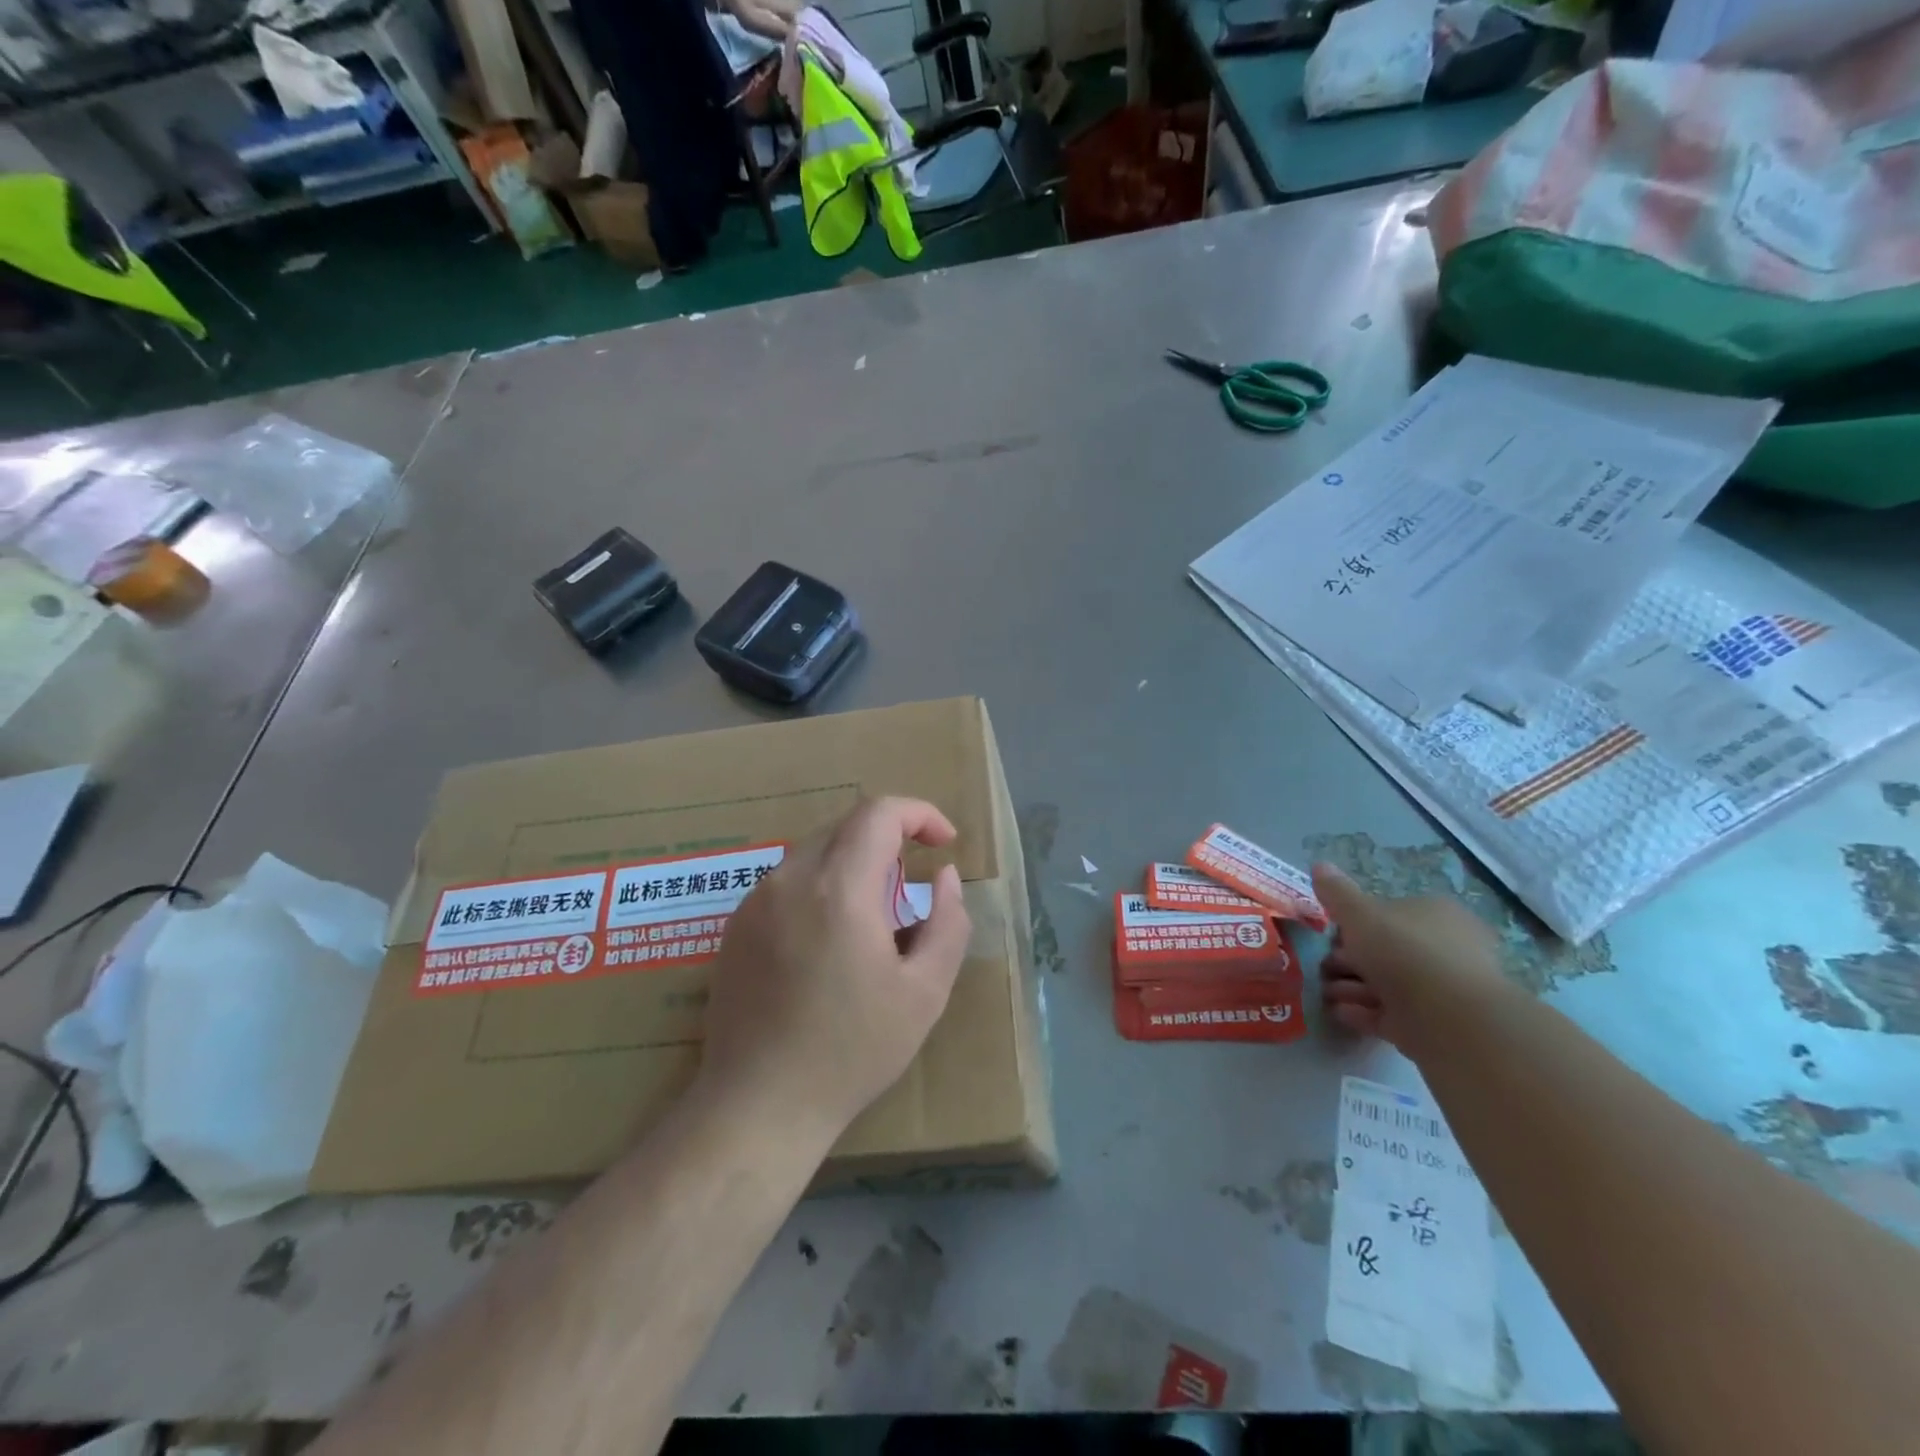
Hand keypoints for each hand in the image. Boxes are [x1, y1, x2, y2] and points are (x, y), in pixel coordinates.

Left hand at [698, 798, 971, 1139]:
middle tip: (912, 888)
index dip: (920, 814)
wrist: (758, 1105)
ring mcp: (755, 900)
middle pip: (847, 826)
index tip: (945, 844)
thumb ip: (948, 922)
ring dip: (854, 865)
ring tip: (873, 922)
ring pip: (815, 851)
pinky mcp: (735, 925)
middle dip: (889, 840)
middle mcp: (790, 879)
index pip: (879, 812)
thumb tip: (946, 876)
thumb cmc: (852, 1051)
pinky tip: (828, 943)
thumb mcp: (925, 992)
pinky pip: (788, 881)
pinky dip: (821, 887)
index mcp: (839, 889)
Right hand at [1313, 863, 1506, 1058]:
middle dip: (1349, 959)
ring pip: (1386, 983)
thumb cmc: (1404, 951)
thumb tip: (1319, 864)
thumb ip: (1337, 893)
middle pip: (1385, 950)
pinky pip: (1391, 1013)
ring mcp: (1440, 989)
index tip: (1329, 935)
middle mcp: (1443, 948)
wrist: (1449, 1018)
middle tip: (1322, 968)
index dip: (1354, 923)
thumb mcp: (1360, 913)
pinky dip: (1364, 1012)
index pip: (1389, 912)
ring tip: (1324, 993)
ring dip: (1351, 987)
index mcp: (1434, 914)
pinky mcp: (1433, 1024)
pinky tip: (1340, 1013)